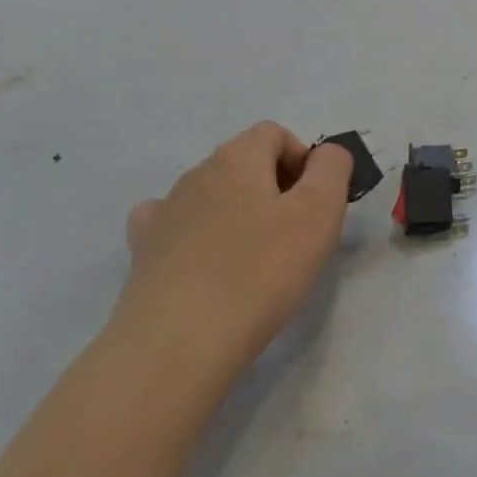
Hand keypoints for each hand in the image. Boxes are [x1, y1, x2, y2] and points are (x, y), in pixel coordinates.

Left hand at [110, 122, 353, 380]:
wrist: (179, 342)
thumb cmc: (262, 271)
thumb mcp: (320, 212)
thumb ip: (332, 168)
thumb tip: (327, 154)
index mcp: (237, 158)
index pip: (275, 134)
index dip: (304, 160)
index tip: (316, 204)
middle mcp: (196, 174)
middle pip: (244, 163)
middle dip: (276, 188)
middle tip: (297, 236)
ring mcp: (165, 212)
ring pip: (213, 195)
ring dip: (240, 213)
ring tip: (257, 260)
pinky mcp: (145, 252)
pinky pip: (176, 225)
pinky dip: (197, 233)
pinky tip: (207, 261)